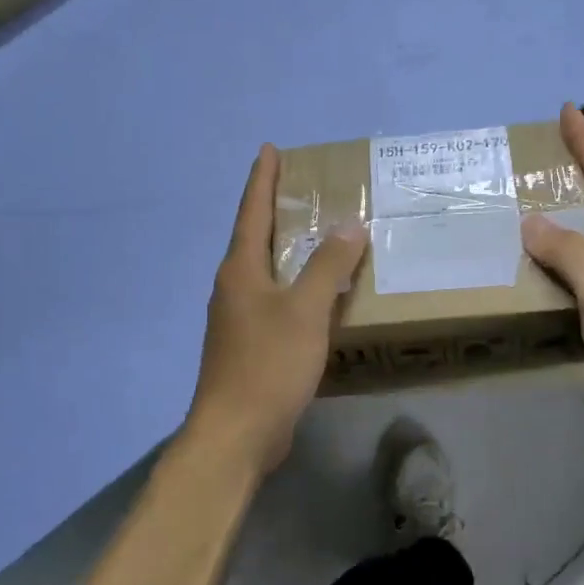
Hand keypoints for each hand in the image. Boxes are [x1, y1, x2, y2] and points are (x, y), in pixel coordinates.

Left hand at [185, 144, 367, 473]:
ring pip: (266, 271)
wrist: (236, 434)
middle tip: (305, 189)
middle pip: (255, 238)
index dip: (262, 179)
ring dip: (288, 249)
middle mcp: (233, 288)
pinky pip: (275, 301)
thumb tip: (349, 226)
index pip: (252, 211)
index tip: (270, 149)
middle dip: (277, 210)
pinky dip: (295, 286)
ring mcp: (237, 319)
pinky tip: (317, 295)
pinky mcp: (249, 346)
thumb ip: (328, 266)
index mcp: (240, 270)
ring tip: (318, 235)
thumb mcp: (305, 310)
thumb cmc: (268, 365)